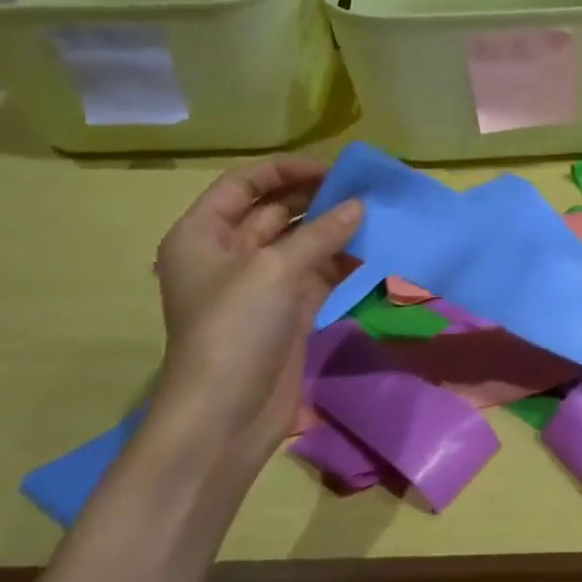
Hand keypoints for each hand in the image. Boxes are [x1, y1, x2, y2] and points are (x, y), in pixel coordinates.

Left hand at [151, 158, 361, 465]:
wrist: (227, 413)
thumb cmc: (235, 329)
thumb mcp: (275, 270)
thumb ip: (320, 233)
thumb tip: (361, 205)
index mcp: (204, 233)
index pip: (244, 184)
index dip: (286, 170)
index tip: (334, 169)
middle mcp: (229, 253)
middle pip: (275, 211)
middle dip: (317, 198)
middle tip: (365, 190)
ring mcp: (261, 284)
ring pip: (301, 243)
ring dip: (334, 229)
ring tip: (377, 215)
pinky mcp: (287, 311)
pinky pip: (317, 274)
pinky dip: (342, 261)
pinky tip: (373, 251)